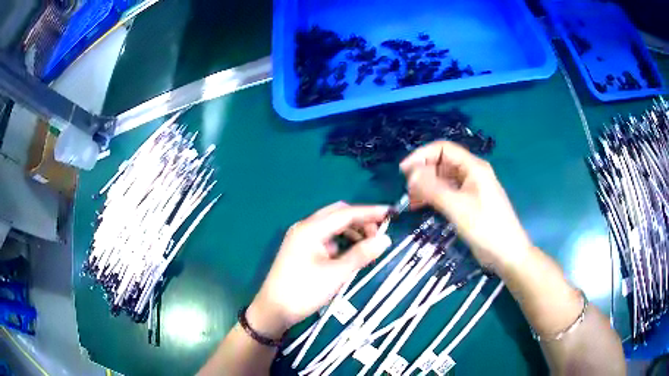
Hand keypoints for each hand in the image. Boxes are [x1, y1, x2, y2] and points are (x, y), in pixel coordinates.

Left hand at [247, 202, 391, 337]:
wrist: (273, 310)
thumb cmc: (303, 291)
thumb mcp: (335, 274)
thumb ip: (361, 254)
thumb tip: (386, 239)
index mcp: (311, 229)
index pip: (345, 213)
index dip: (370, 212)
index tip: (391, 213)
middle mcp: (305, 227)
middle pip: (337, 214)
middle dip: (360, 219)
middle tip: (381, 231)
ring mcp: (301, 238)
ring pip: (331, 226)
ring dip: (351, 230)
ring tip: (369, 243)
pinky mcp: (301, 249)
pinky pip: (326, 237)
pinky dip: (341, 240)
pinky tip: (352, 251)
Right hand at [400, 141, 531, 272]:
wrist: (507, 253)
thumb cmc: (486, 228)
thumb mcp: (458, 207)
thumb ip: (433, 189)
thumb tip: (410, 174)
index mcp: (473, 167)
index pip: (443, 149)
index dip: (422, 155)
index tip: (403, 171)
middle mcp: (471, 173)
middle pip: (442, 163)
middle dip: (423, 173)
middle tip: (407, 190)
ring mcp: (470, 189)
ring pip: (443, 179)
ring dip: (426, 186)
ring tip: (411, 201)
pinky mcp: (468, 203)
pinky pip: (447, 193)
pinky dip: (433, 197)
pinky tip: (421, 206)